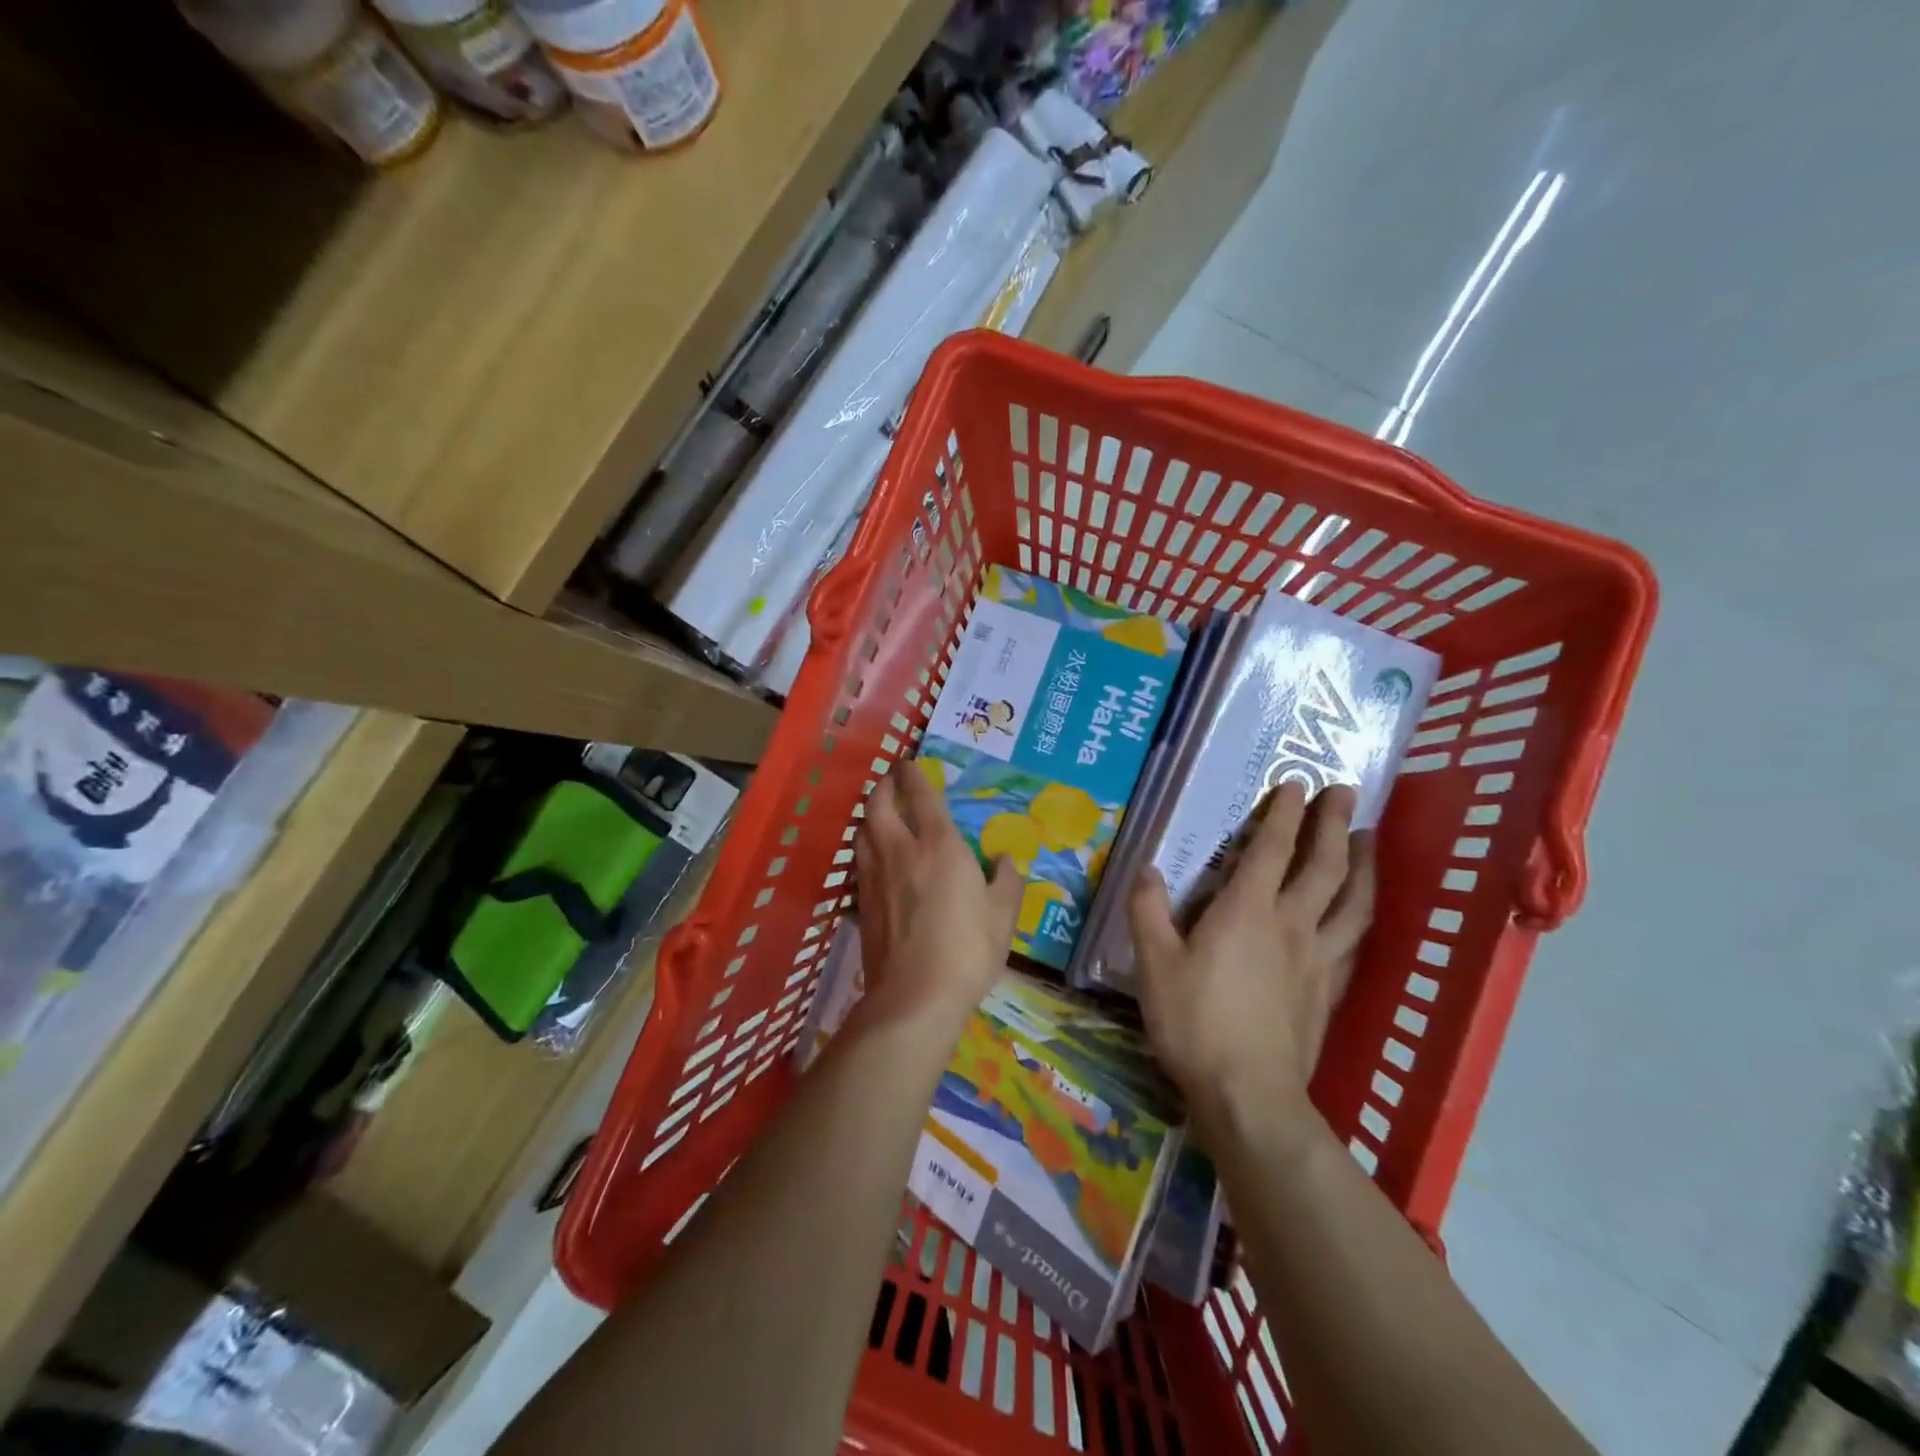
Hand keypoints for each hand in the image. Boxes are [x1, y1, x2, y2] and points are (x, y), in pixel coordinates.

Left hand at [853, 764, 1023, 1026]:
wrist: (915, 996)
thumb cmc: (967, 950)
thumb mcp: (1003, 915)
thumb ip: (1007, 881)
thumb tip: (1005, 860)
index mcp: (939, 845)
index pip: (921, 795)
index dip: (914, 774)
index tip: (910, 763)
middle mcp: (900, 850)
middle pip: (878, 804)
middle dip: (883, 786)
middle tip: (891, 782)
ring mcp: (875, 876)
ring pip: (862, 830)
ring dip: (870, 814)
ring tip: (880, 813)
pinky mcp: (861, 902)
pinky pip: (860, 859)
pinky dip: (865, 845)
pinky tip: (875, 856)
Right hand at [1128, 783, 1375, 1143]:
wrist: (1249, 1094)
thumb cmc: (1195, 1023)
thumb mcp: (1154, 964)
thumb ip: (1148, 911)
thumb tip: (1147, 869)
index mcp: (1247, 911)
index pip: (1272, 849)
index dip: (1284, 812)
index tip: (1296, 782)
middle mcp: (1291, 924)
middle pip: (1324, 865)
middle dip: (1334, 823)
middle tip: (1346, 791)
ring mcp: (1317, 958)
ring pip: (1352, 901)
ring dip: (1363, 865)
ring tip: (1369, 839)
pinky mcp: (1329, 990)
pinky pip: (1353, 941)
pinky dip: (1359, 917)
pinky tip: (1359, 914)